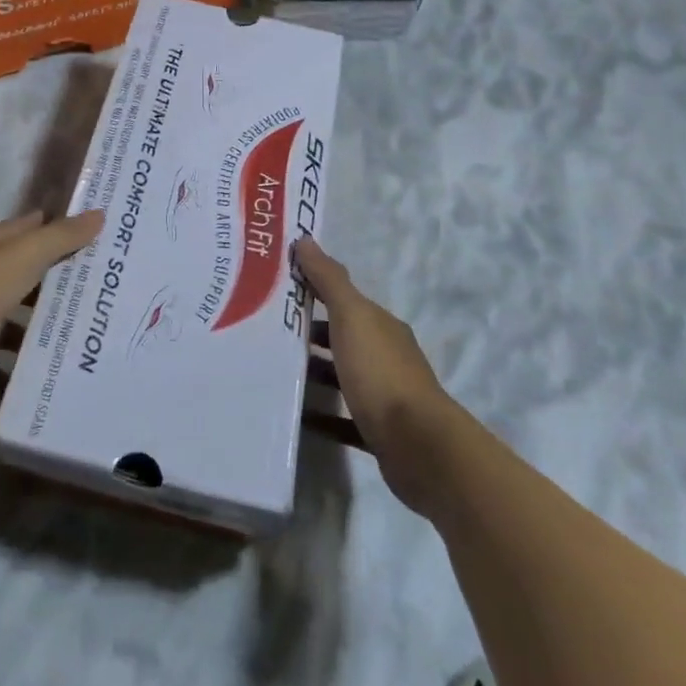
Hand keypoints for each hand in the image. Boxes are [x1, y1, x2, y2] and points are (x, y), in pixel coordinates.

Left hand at [0, 211, 103, 378]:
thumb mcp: (23, 256)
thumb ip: (60, 238)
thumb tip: (99, 214)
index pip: (31, 229)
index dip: (60, 229)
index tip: (96, 236)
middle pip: (25, 278)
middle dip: (58, 286)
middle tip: (103, 297)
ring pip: (13, 324)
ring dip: (38, 334)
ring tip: (83, 345)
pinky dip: (15, 374)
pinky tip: (46, 380)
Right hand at [294, 237, 460, 513]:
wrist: (419, 446)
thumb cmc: (381, 373)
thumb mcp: (352, 318)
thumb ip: (329, 280)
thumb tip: (306, 239)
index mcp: (381, 325)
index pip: (344, 300)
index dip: (313, 290)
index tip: (277, 289)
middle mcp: (387, 355)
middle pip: (343, 337)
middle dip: (309, 333)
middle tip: (265, 332)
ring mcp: (386, 395)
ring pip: (343, 376)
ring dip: (314, 372)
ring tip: (273, 371)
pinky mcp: (380, 431)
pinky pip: (345, 418)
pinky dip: (323, 415)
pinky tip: (297, 415)